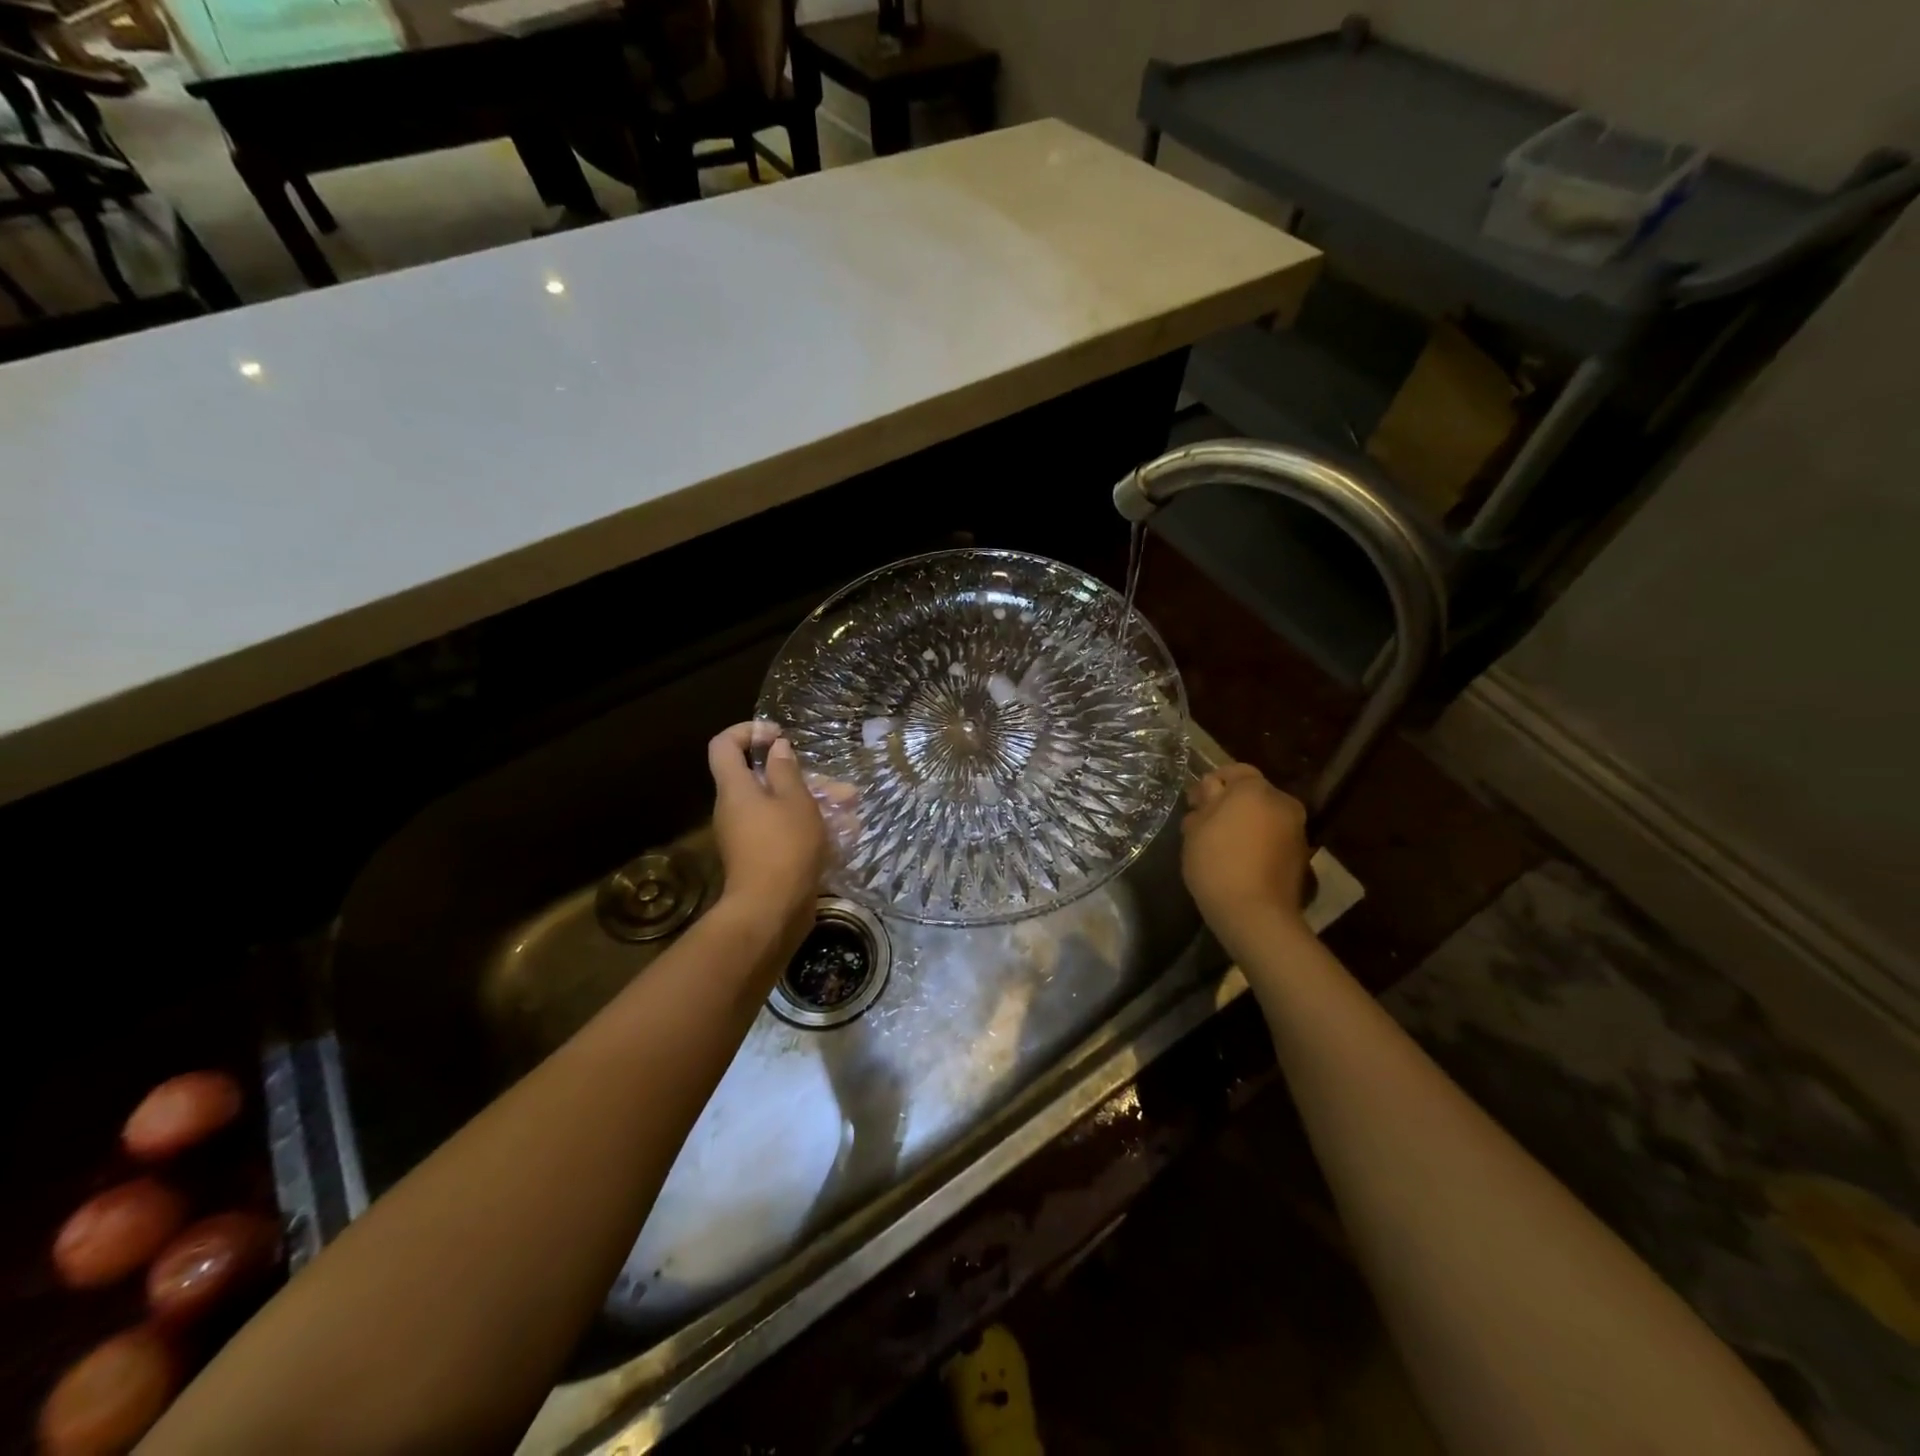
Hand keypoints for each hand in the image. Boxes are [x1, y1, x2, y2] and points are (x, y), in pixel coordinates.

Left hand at [707, 722, 831, 947]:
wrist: (771, 911)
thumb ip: (786, 770)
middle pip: (762, 777)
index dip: (747, 731)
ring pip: (780, 805)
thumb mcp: (795, 801)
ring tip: (851, 810)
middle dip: (803, 776)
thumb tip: (776, 748)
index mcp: (735, 789)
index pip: (724, 745)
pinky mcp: (763, 856)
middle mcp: (735, 808)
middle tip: (837, 785)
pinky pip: (784, 829)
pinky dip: (810, 826)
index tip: (778, 734)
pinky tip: (844, 834)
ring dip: (815, 802)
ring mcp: (748, 834)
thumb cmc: (784, 847)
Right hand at [1180, 763, 1310, 946]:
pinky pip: (1274, 839)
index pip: (1236, 770)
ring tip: (1221, 845)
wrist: (1255, 914)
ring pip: (1265, 817)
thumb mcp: (1196, 828)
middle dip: (1231, 804)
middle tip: (1205, 824)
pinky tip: (1240, 861)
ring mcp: (1297, 831)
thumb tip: (1212, 788)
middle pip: (1253, 794)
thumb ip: (1205, 801)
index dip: (1214, 781)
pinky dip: (1259, 842)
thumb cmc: (1217, 862)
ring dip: (1246, 824)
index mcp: (1255, 790)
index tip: (1196, 801)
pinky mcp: (1302, 857)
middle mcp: (1282, 803)